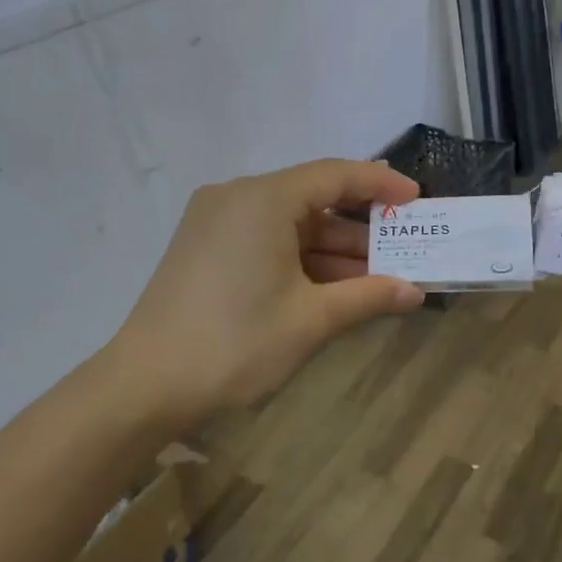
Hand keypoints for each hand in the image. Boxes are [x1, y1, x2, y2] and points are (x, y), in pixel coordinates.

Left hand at [107, 159, 423, 416]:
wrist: (145, 386)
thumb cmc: (236, 343)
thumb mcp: (311, 320)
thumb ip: (368, 296)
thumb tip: (415, 292)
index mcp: (263, 199)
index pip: (335, 175)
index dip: (380, 185)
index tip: (416, 200)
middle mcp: (237, 197)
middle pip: (313, 199)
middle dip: (359, 229)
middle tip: (402, 251)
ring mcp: (216, 221)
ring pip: (290, 224)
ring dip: (332, 250)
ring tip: (375, 279)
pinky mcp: (205, 246)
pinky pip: (267, 239)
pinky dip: (301, 259)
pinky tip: (332, 287)